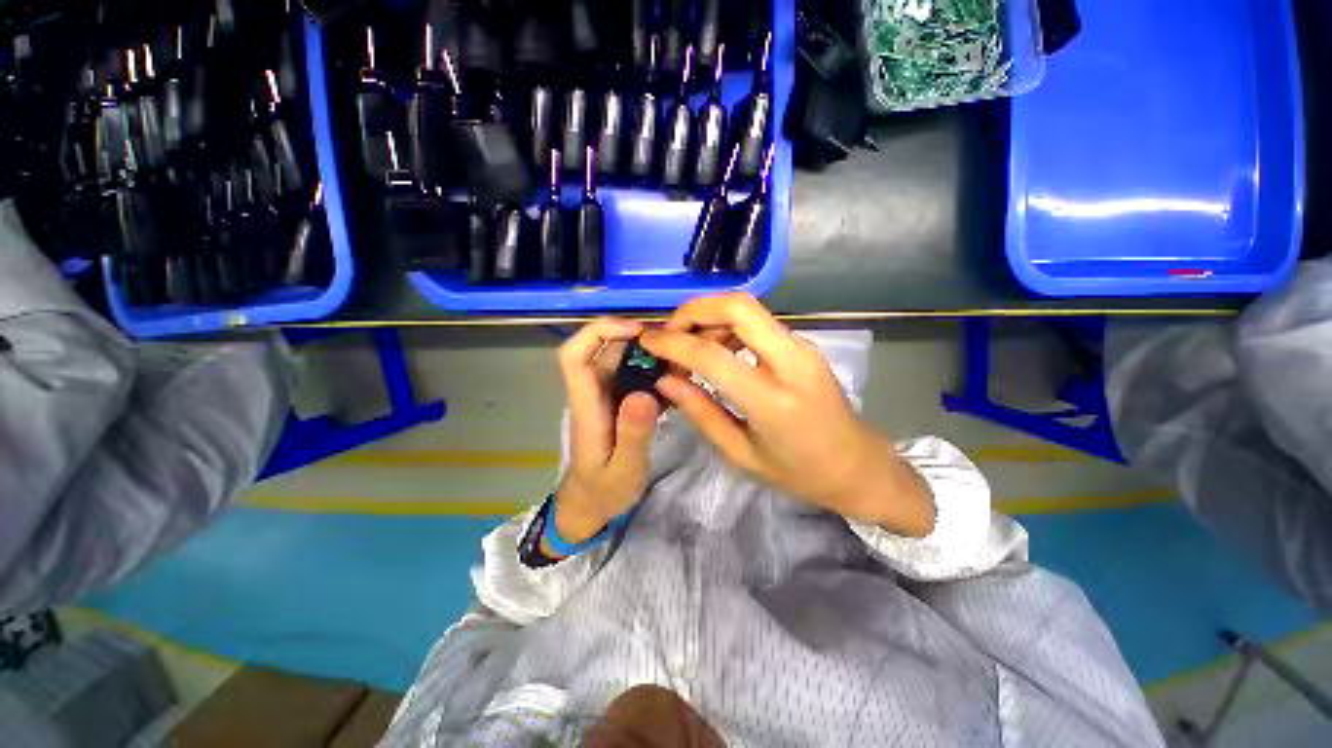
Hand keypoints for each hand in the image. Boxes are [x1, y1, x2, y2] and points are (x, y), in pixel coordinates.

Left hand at [552, 318, 661, 550]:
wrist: (591, 504)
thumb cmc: (604, 490)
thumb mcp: (624, 469)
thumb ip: (633, 434)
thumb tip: (645, 393)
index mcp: (586, 405)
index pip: (575, 355)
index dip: (600, 332)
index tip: (637, 331)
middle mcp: (592, 393)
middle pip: (604, 350)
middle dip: (637, 339)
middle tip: (675, 346)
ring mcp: (605, 396)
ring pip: (621, 360)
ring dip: (649, 355)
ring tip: (681, 363)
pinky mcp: (618, 402)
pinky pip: (633, 376)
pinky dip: (654, 372)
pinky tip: (675, 382)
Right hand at [640, 294, 934, 536]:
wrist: (858, 466)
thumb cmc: (799, 472)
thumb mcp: (741, 453)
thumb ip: (700, 412)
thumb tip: (665, 381)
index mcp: (773, 400)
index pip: (712, 355)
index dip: (673, 343)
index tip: (647, 342)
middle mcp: (791, 362)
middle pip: (738, 306)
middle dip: (694, 311)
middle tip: (669, 334)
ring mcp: (802, 347)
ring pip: (748, 308)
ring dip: (711, 318)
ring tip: (690, 349)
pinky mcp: (803, 345)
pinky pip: (759, 322)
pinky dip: (729, 326)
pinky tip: (717, 350)